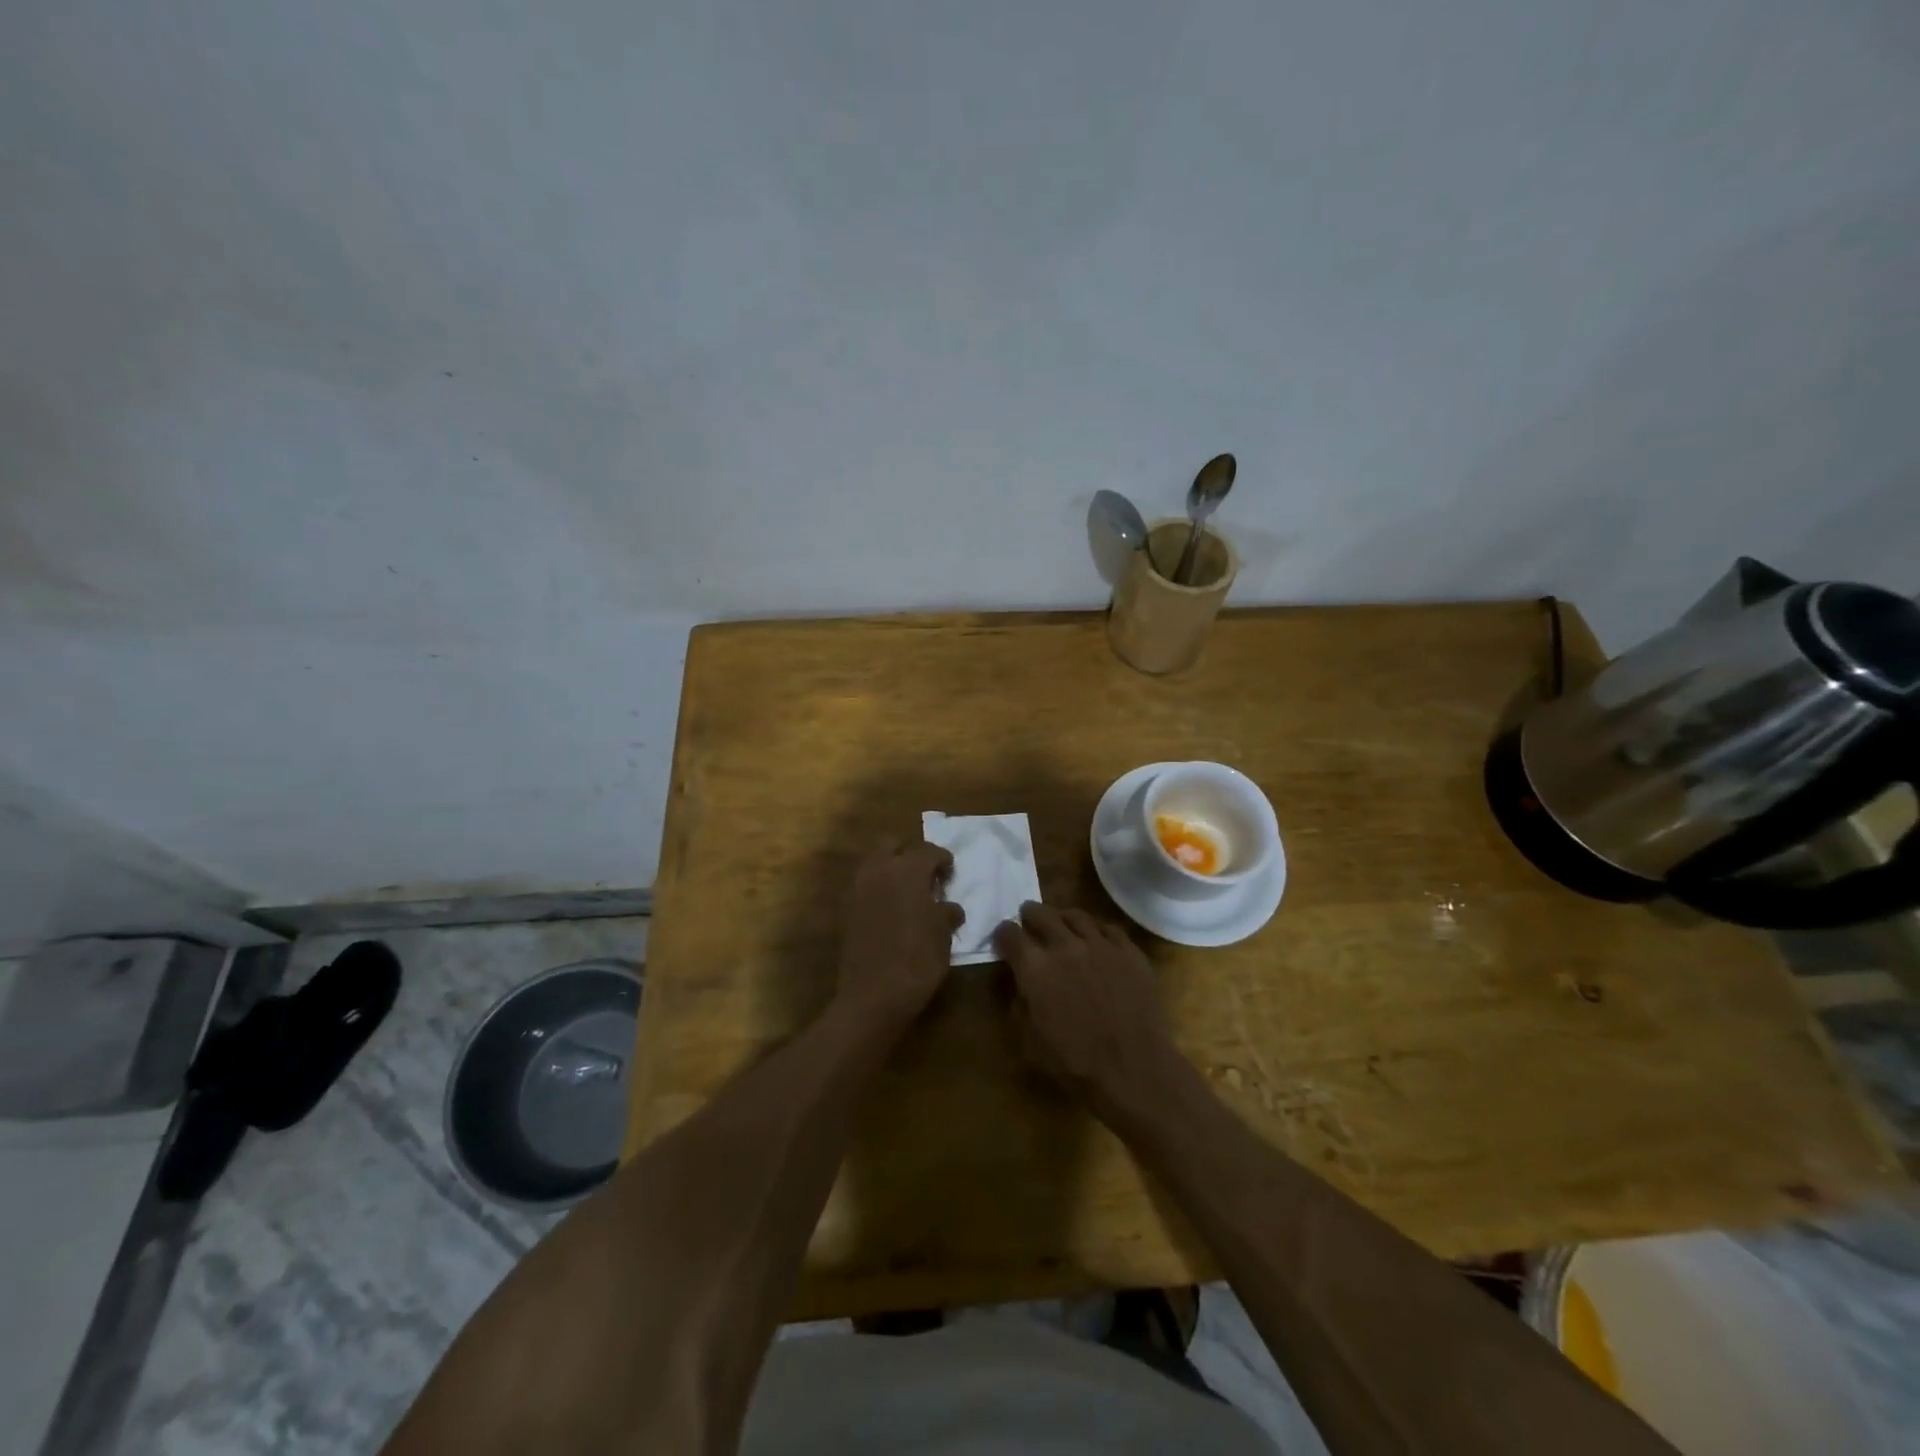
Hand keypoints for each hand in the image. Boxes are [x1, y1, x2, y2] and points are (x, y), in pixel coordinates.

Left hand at [836, 841, 963, 1024]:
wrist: (873, 995)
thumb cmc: (918, 960)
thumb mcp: (943, 936)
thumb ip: (947, 912)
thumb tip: (948, 906)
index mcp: (907, 870)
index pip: (928, 850)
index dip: (943, 859)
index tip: (950, 872)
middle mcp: (879, 871)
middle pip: (893, 844)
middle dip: (910, 853)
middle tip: (926, 874)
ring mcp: (858, 889)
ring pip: (875, 862)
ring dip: (892, 869)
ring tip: (910, 892)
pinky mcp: (847, 909)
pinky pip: (866, 885)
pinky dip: (880, 888)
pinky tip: (894, 909)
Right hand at [991, 903, 1184, 1119]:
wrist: (1135, 1069)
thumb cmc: (1076, 1063)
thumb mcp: (1030, 1043)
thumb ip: (1020, 1006)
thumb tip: (1022, 987)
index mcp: (1035, 968)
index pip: (1009, 934)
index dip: (1002, 934)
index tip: (1003, 939)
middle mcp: (1065, 946)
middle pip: (1041, 914)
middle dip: (1030, 915)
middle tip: (1028, 920)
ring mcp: (1101, 945)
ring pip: (1076, 916)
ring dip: (1063, 918)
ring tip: (1062, 925)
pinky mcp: (1129, 952)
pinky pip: (1109, 929)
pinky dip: (1097, 931)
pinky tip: (1097, 940)